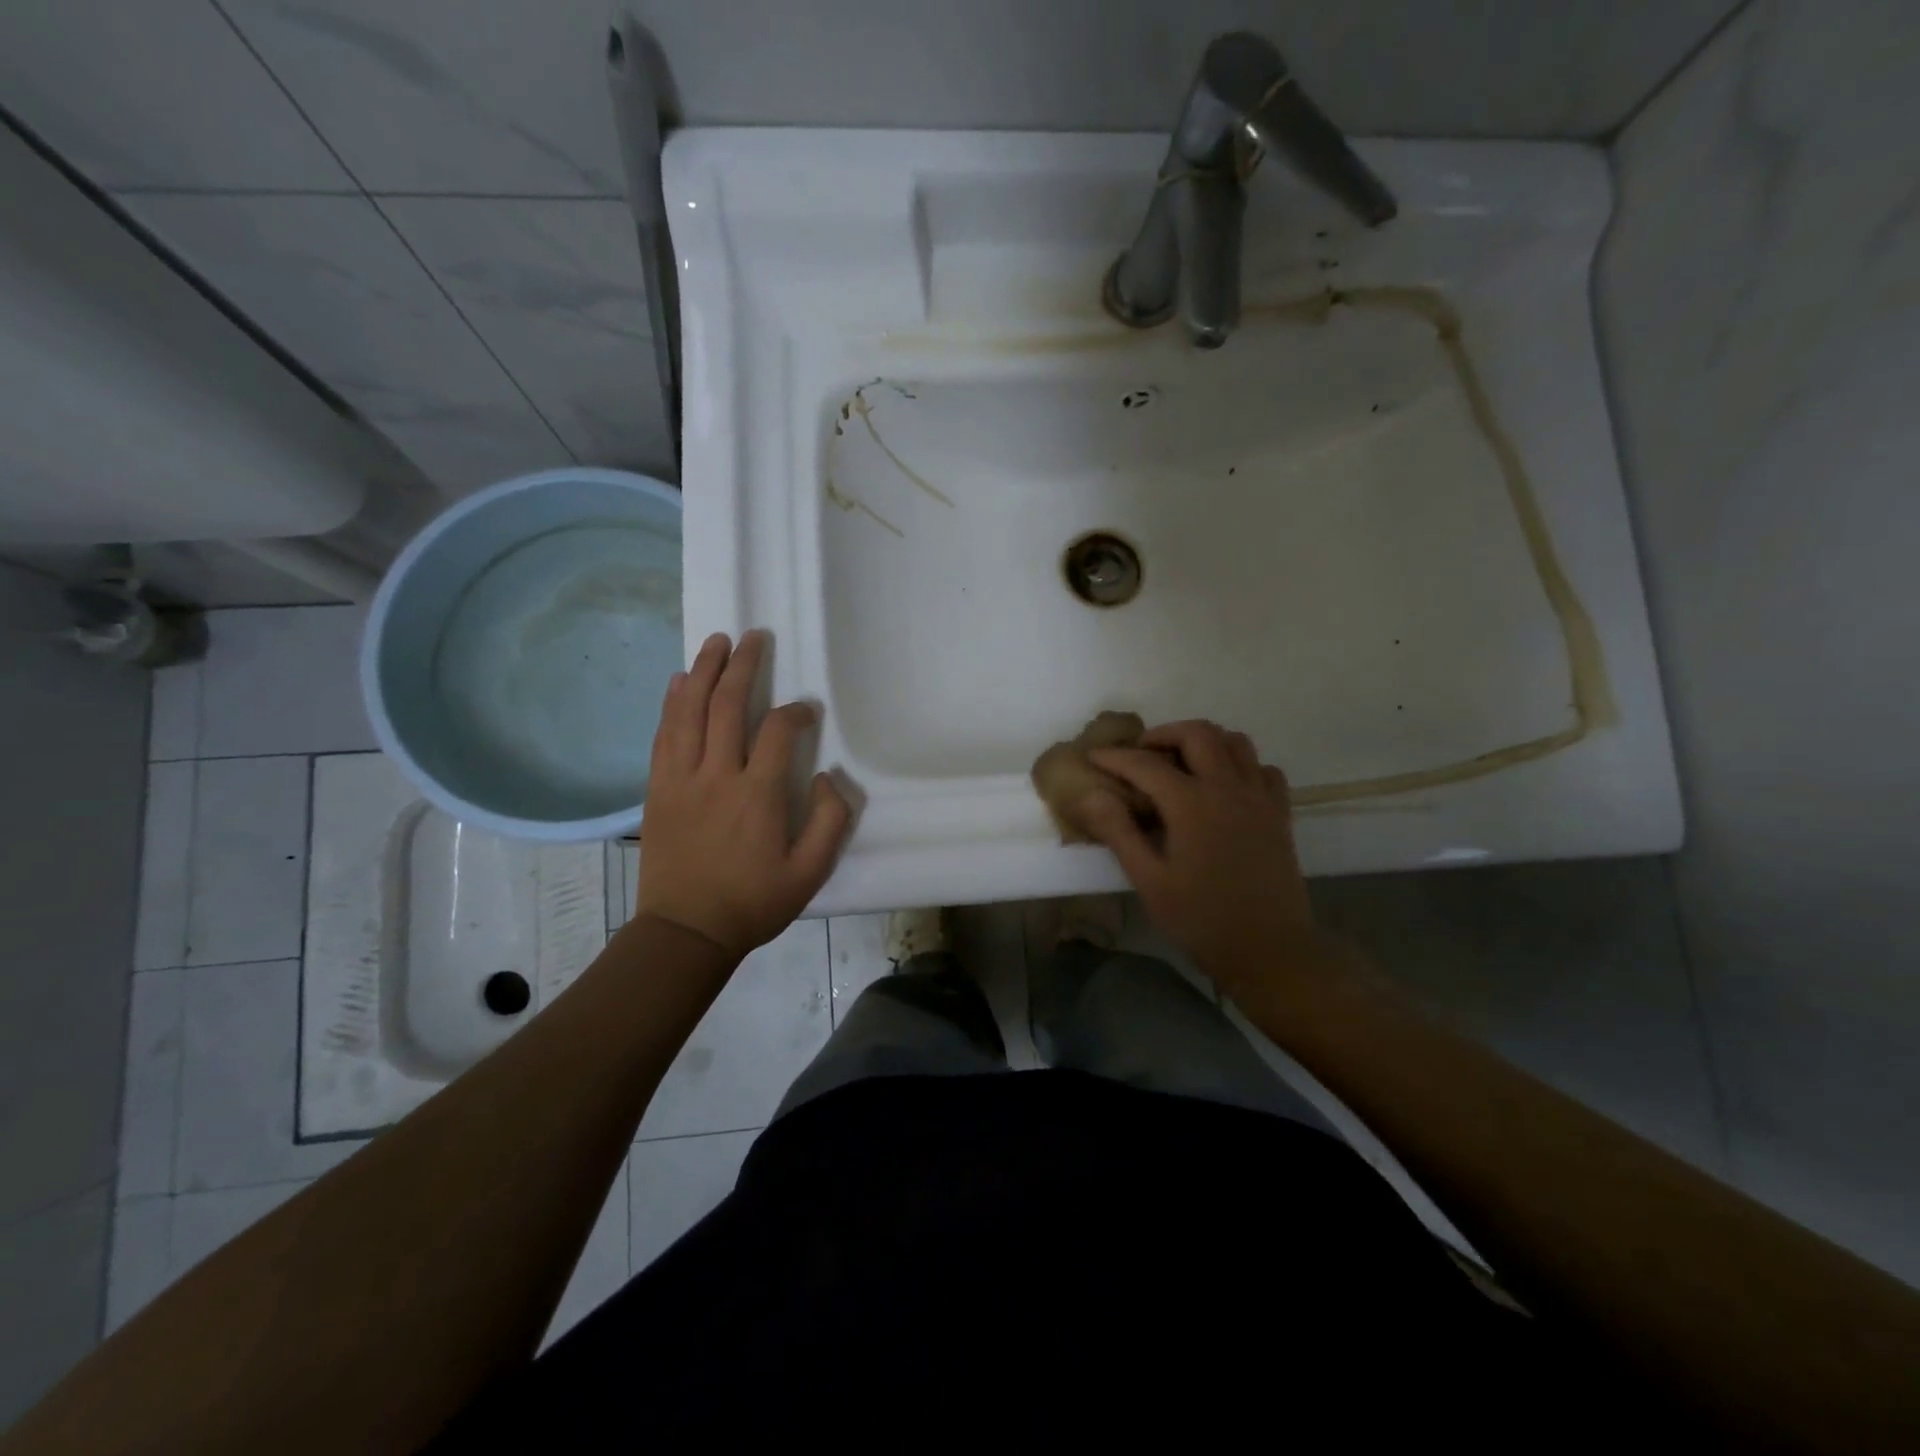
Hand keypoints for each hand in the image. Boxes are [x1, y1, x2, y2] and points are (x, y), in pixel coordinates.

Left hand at [636, 631, 851, 959]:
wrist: (686, 931)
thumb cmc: (752, 903)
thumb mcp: (810, 873)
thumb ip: (830, 822)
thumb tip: (827, 777)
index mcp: (757, 795)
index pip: (777, 732)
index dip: (795, 713)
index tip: (806, 710)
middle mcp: (717, 776)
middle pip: (727, 706)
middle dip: (742, 666)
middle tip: (752, 637)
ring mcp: (681, 779)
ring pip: (690, 712)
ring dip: (703, 672)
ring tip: (715, 642)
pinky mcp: (657, 789)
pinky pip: (664, 735)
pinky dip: (672, 704)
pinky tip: (679, 682)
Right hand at [1078, 720, 1315, 991]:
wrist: (1269, 950)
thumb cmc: (1201, 919)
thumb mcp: (1149, 880)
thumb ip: (1119, 832)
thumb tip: (1091, 795)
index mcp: (1192, 804)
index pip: (1145, 764)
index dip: (1115, 756)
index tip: (1093, 755)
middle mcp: (1228, 788)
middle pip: (1197, 733)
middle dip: (1163, 734)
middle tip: (1141, 755)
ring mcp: (1259, 798)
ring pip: (1236, 742)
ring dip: (1205, 741)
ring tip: (1182, 762)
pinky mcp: (1279, 814)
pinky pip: (1263, 769)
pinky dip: (1241, 765)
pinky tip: (1224, 786)